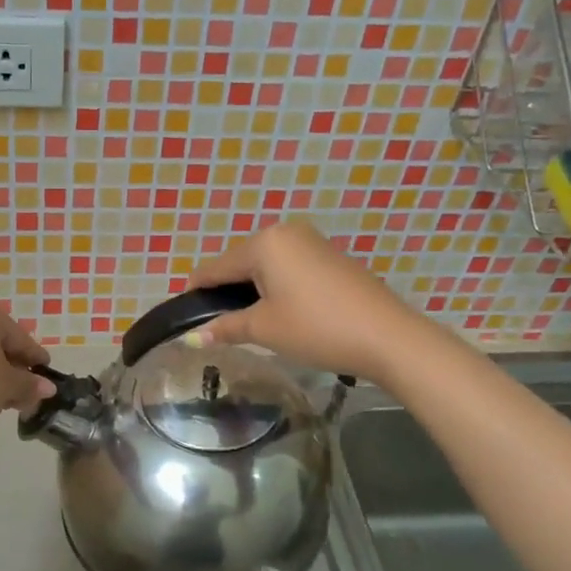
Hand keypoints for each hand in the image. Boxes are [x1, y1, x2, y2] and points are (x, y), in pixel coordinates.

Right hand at [186, 221, 414, 383]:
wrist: (387, 336)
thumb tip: (193, 337)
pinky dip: (277, 287)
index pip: (215, 267)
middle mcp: (286, 232)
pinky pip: (289, 268)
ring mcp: (312, 242)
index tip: (183, 314)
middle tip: (218, 325)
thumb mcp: (264, 329)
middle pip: (240, 262)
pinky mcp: (331, 257)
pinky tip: (280, 312)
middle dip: (227, 291)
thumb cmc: (316, 328)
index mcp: (264, 243)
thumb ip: (226, 327)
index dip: (197, 291)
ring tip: (248, 323)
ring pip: (266, 265)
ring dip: (253, 290)